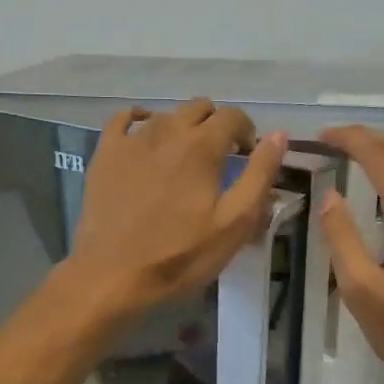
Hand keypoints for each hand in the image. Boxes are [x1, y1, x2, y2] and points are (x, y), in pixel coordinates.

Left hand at [65, 99, 288, 321]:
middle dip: (215, 125)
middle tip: (219, 157)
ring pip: (165, 114)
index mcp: (202, 146)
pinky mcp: (105, 153)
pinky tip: (144, 137)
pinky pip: (123, 119)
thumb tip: (278, 135)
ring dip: (182, 127)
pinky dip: (140, 120)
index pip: (233, 116)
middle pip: (199, 108)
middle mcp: (167, 130)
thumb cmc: (181, 255)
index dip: (246, 131)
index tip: (246, 155)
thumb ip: (259, 174)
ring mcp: (131, 139)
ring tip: (184, 158)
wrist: (114, 275)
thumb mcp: (234, 223)